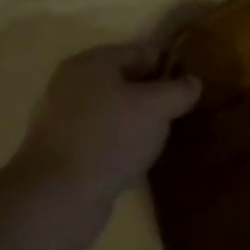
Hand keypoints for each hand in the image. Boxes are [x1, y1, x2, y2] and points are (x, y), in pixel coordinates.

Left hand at [12, 42, 201, 229]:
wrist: (57, 198)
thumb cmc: (109, 137)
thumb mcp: (157, 107)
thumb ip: (180, 90)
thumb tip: (192, 83)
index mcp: (92, 62)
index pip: (143, 50)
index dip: (171, 65)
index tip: (192, 87)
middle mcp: (72, 84)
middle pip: (128, 80)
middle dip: (155, 95)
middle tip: (180, 113)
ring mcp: (63, 119)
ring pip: (115, 111)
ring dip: (138, 121)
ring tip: (162, 138)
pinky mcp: (62, 152)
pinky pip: (103, 137)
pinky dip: (121, 144)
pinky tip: (137, 158)